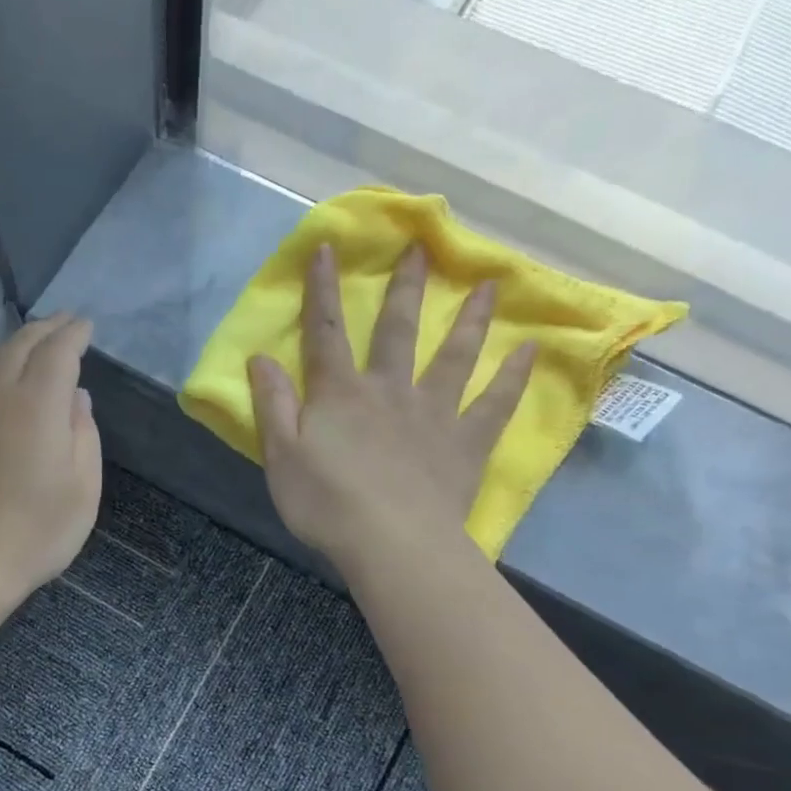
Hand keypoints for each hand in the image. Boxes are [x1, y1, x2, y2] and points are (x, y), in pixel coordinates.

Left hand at [0, 312, 102, 598]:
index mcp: (37, 403)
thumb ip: (84, 434)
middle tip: (65, 322)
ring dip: (17, 343)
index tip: (87, 325)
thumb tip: (76, 398)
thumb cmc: (36, 530)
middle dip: (45, 329)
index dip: (74, 334)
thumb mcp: (83, 486)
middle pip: (20, 345)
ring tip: (35, 342)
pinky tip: (2, 378)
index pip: (57, 351)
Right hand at [250, 244, 532, 575]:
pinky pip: (495, 404)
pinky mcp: (465, 443)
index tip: (328, 247)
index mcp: (340, 393)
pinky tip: (531, 350)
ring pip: (454, 356)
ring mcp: (433, 413)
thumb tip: (259, 357)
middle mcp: (389, 390)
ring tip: (490, 284)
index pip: (326, 331)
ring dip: (470, 318)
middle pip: (398, 330)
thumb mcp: (280, 455)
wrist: (391, 543)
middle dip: (406, 287)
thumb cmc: (326, 502)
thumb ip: (272, 404)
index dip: (322, 290)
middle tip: (422, 249)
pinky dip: (514, 377)